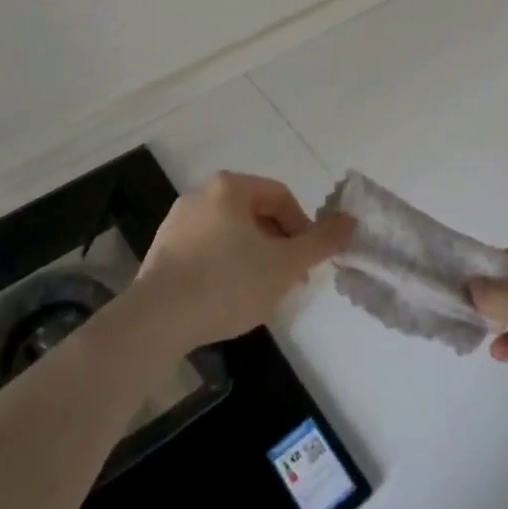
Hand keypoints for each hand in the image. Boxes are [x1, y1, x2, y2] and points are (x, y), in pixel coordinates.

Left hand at [134, 172, 354, 352]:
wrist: (156, 321)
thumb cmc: (227, 283)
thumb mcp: (285, 264)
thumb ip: (321, 242)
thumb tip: (351, 221)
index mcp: (230, 187)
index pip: (280, 197)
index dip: (302, 229)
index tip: (306, 263)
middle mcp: (202, 194)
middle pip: (255, 215)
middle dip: (277, 246)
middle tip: (287, 281)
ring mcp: (177, 222)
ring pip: (231, 235)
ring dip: (253, 259)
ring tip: (260, 295)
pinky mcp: (161, 251)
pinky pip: (206, 251)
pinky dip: (224, 268)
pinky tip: (226, 300)